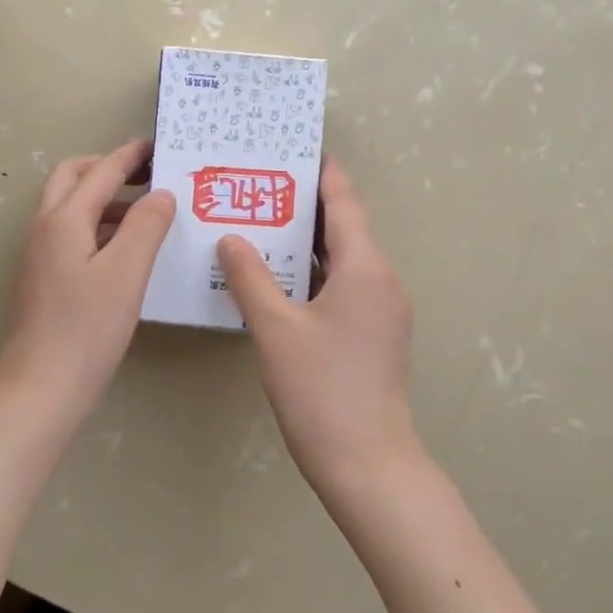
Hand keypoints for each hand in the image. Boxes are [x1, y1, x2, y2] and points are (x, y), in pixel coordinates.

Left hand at [0, 138, 176, 423]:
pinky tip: (123, 251)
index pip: (100, 172)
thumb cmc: (87, 328)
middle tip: (146, 176)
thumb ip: (145, 226)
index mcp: (63, 220)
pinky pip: (70, 235)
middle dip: (107, 169)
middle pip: (71, 179)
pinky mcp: (43, 280)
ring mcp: (39, 256)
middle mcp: (44, 229)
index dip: (130, 156)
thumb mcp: (127, 273)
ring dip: (103, 199)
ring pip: (69, 209)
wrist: (41, 388)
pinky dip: (97, 227)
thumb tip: (160, 194)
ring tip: (144, 213)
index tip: (157, 145)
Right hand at [217, 161, 417, 489]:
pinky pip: (343, 286)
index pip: (344, 203)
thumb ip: (249, 278)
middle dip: (305, 206)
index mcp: (364, 268)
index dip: (321, 174)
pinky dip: (313, 272)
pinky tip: (277, 277)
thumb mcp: (275, 329)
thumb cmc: (320, 388)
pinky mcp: (374, 334)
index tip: (293, 150)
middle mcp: (381, 280)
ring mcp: (382, 310)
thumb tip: (230, 238)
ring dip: (307, 242)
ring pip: (343, 259)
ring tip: (261, 224)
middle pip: (344, 228)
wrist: (366, 461)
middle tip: (259, 187)